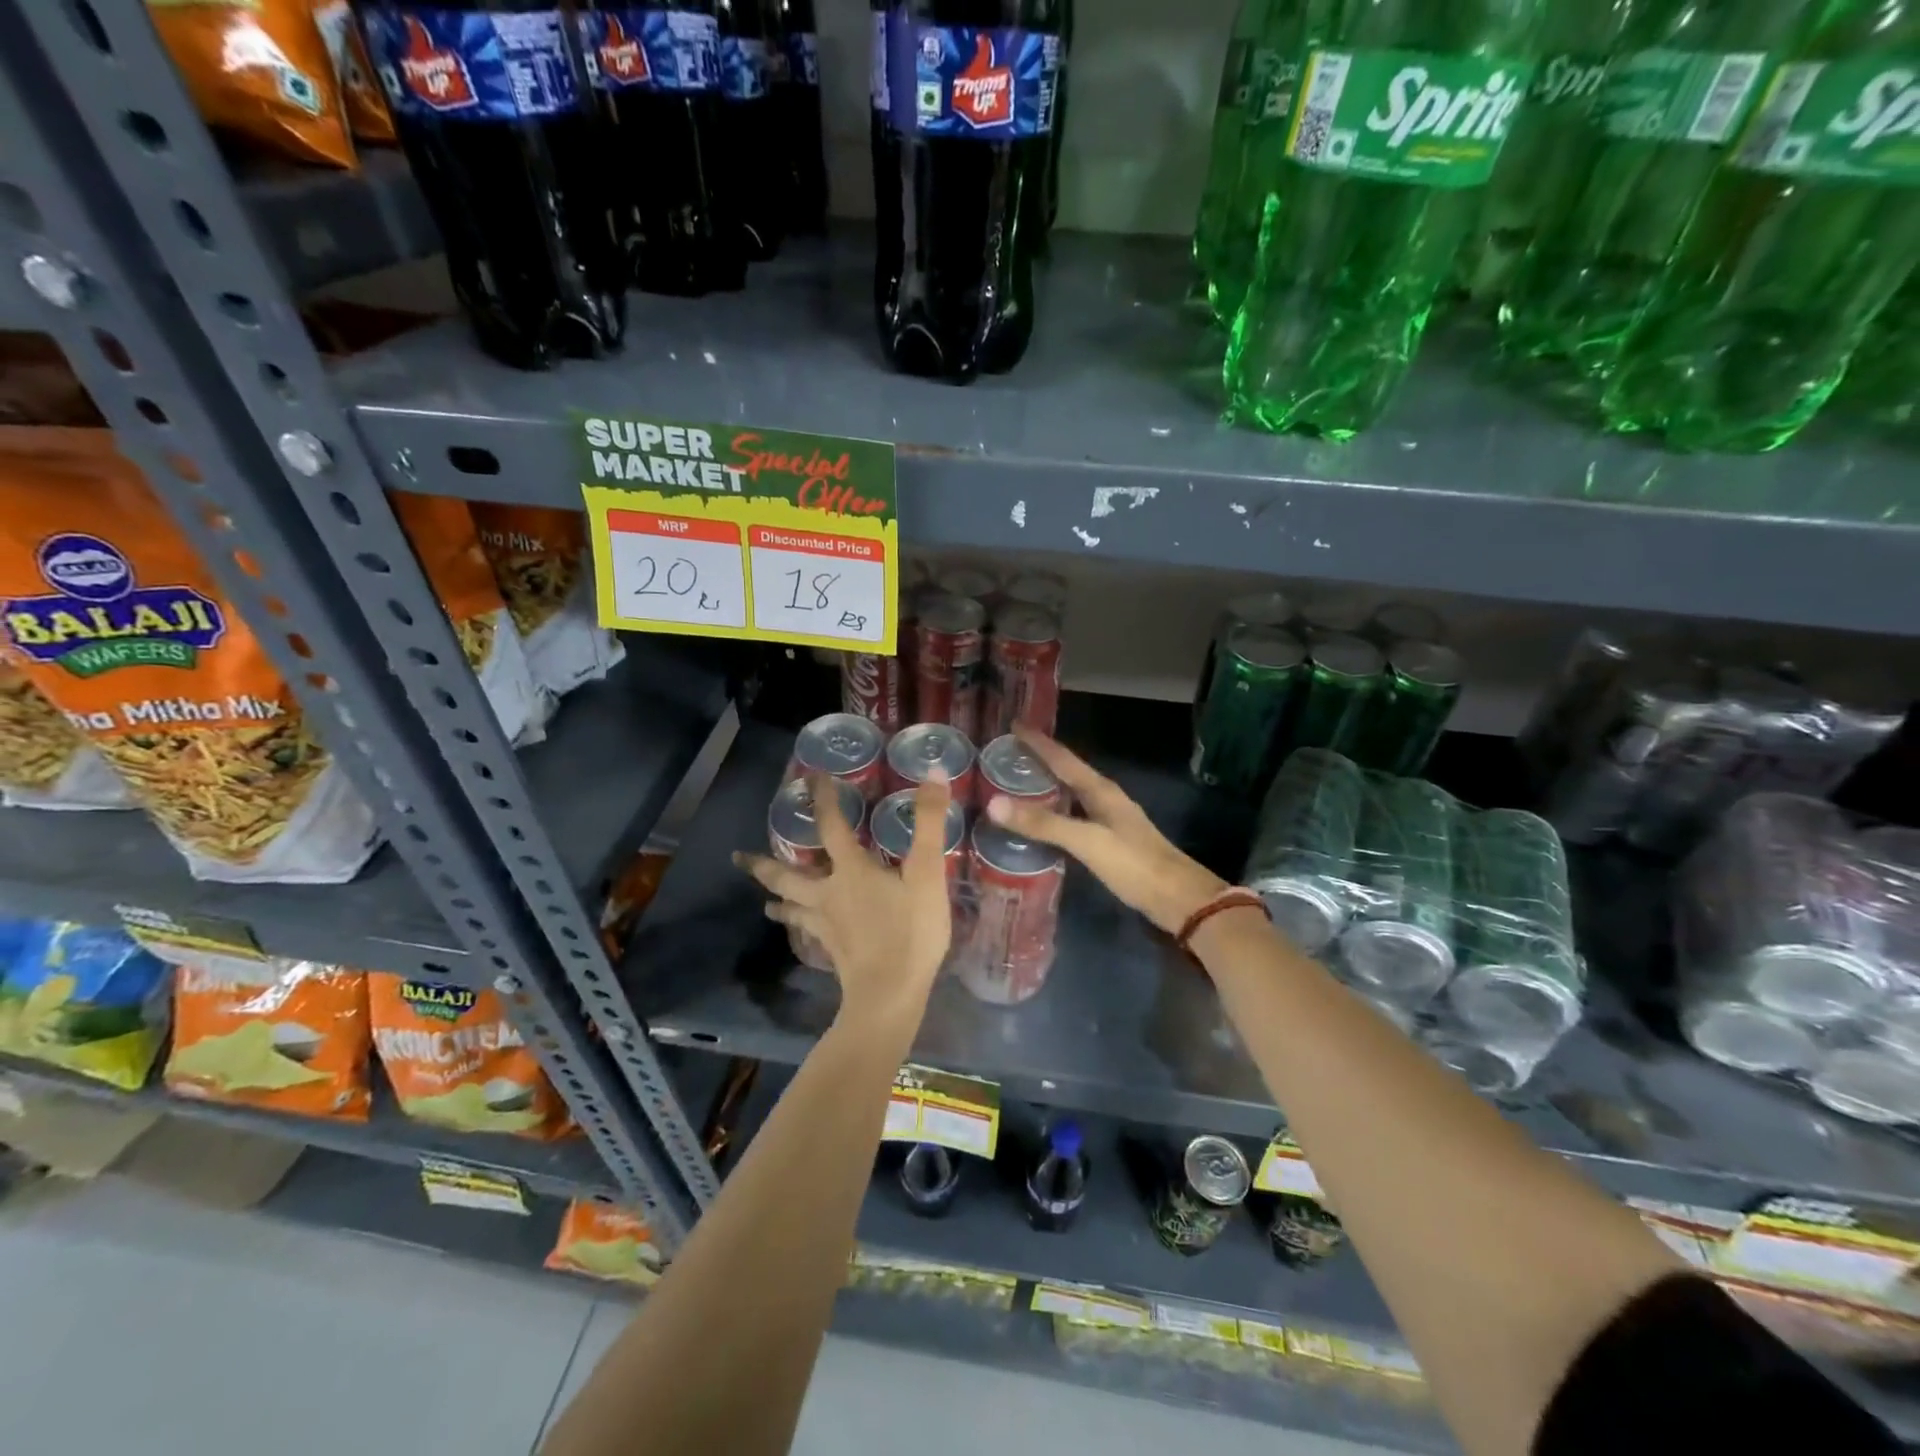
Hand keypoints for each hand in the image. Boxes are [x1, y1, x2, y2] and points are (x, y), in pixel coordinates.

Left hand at [735, 770, 953, 1037]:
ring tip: (764, 899)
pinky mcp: (831, 949)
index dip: (823, 799)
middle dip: (763, 864)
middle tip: (737, 857)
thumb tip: (932, 773)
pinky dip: (798, 926)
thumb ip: (929, 823)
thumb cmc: (910, 931)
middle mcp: (828, 893)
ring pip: (792, 907)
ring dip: (777, 898)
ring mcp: (826, 925)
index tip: (813, 778)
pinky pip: (807, 932)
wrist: (890, 994)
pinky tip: (801, 931)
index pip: (831, 825)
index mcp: (850, 870)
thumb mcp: (927, 873)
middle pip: (788, 875)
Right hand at [985, 726, 1227, 934]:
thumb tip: (994, 803)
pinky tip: (1042, 823)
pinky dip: (1055, 812)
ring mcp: (1110, 819)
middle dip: (1039, 761)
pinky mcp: (1110, 841)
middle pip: (1067, 772)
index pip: (1063, 758)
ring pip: (1071, 793)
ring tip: (1017, 784)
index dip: (1038, 742)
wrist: (1179, 899)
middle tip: (1007, 755)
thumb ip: (1043, 824)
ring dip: (1046, 786)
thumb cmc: (1134, 865)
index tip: (1013, 725)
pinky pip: (1075, 815)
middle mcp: (1105, 798)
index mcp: (1101, 791)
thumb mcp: (1087, 842)